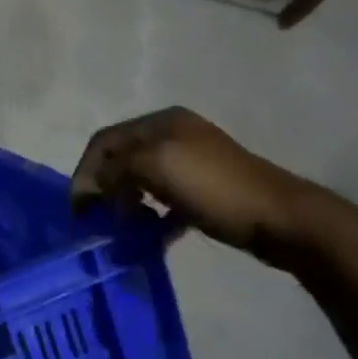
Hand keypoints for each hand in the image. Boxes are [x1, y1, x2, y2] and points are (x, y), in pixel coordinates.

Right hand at [71, 107, 319, 266]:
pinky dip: (151, 217)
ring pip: (139, 182)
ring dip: (126, 205)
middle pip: (120, 161)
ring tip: (126, 229)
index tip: (78, 209)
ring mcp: (190, 162)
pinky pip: (162, 201)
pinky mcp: (203, 189)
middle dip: (104, 190)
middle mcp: (173, 135)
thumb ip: (116, 168)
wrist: (279, 217)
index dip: (84, 172)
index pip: (104, 141)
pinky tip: (154, 235)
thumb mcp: (157, 166)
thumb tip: (94, 186)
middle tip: (98, 221)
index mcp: (161, 123)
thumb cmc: (214, 188)